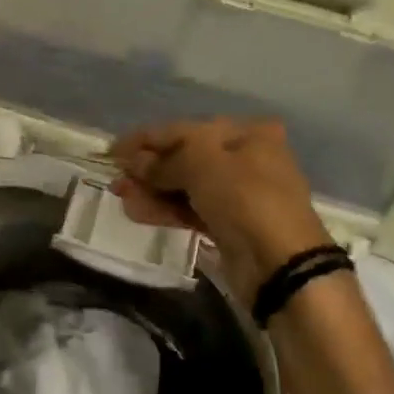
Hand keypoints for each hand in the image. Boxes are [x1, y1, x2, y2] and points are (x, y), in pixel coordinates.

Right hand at [109, 118, 332, 303]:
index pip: (185, 129)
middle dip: (148, 167)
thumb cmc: (245, 197)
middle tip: (116, 178)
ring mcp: (238, 194)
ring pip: (186, 186)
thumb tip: (133, 162)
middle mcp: (246, 158)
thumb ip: (163, 160)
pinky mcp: (230, 225)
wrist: (281, 264)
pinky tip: (137, 212)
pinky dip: (165, 209)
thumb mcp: (201, 163)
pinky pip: (191, 210)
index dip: (146, 138)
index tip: (112, 150)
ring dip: (152, 189)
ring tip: (120, 196)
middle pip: (185, 157)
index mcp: (246, 133)